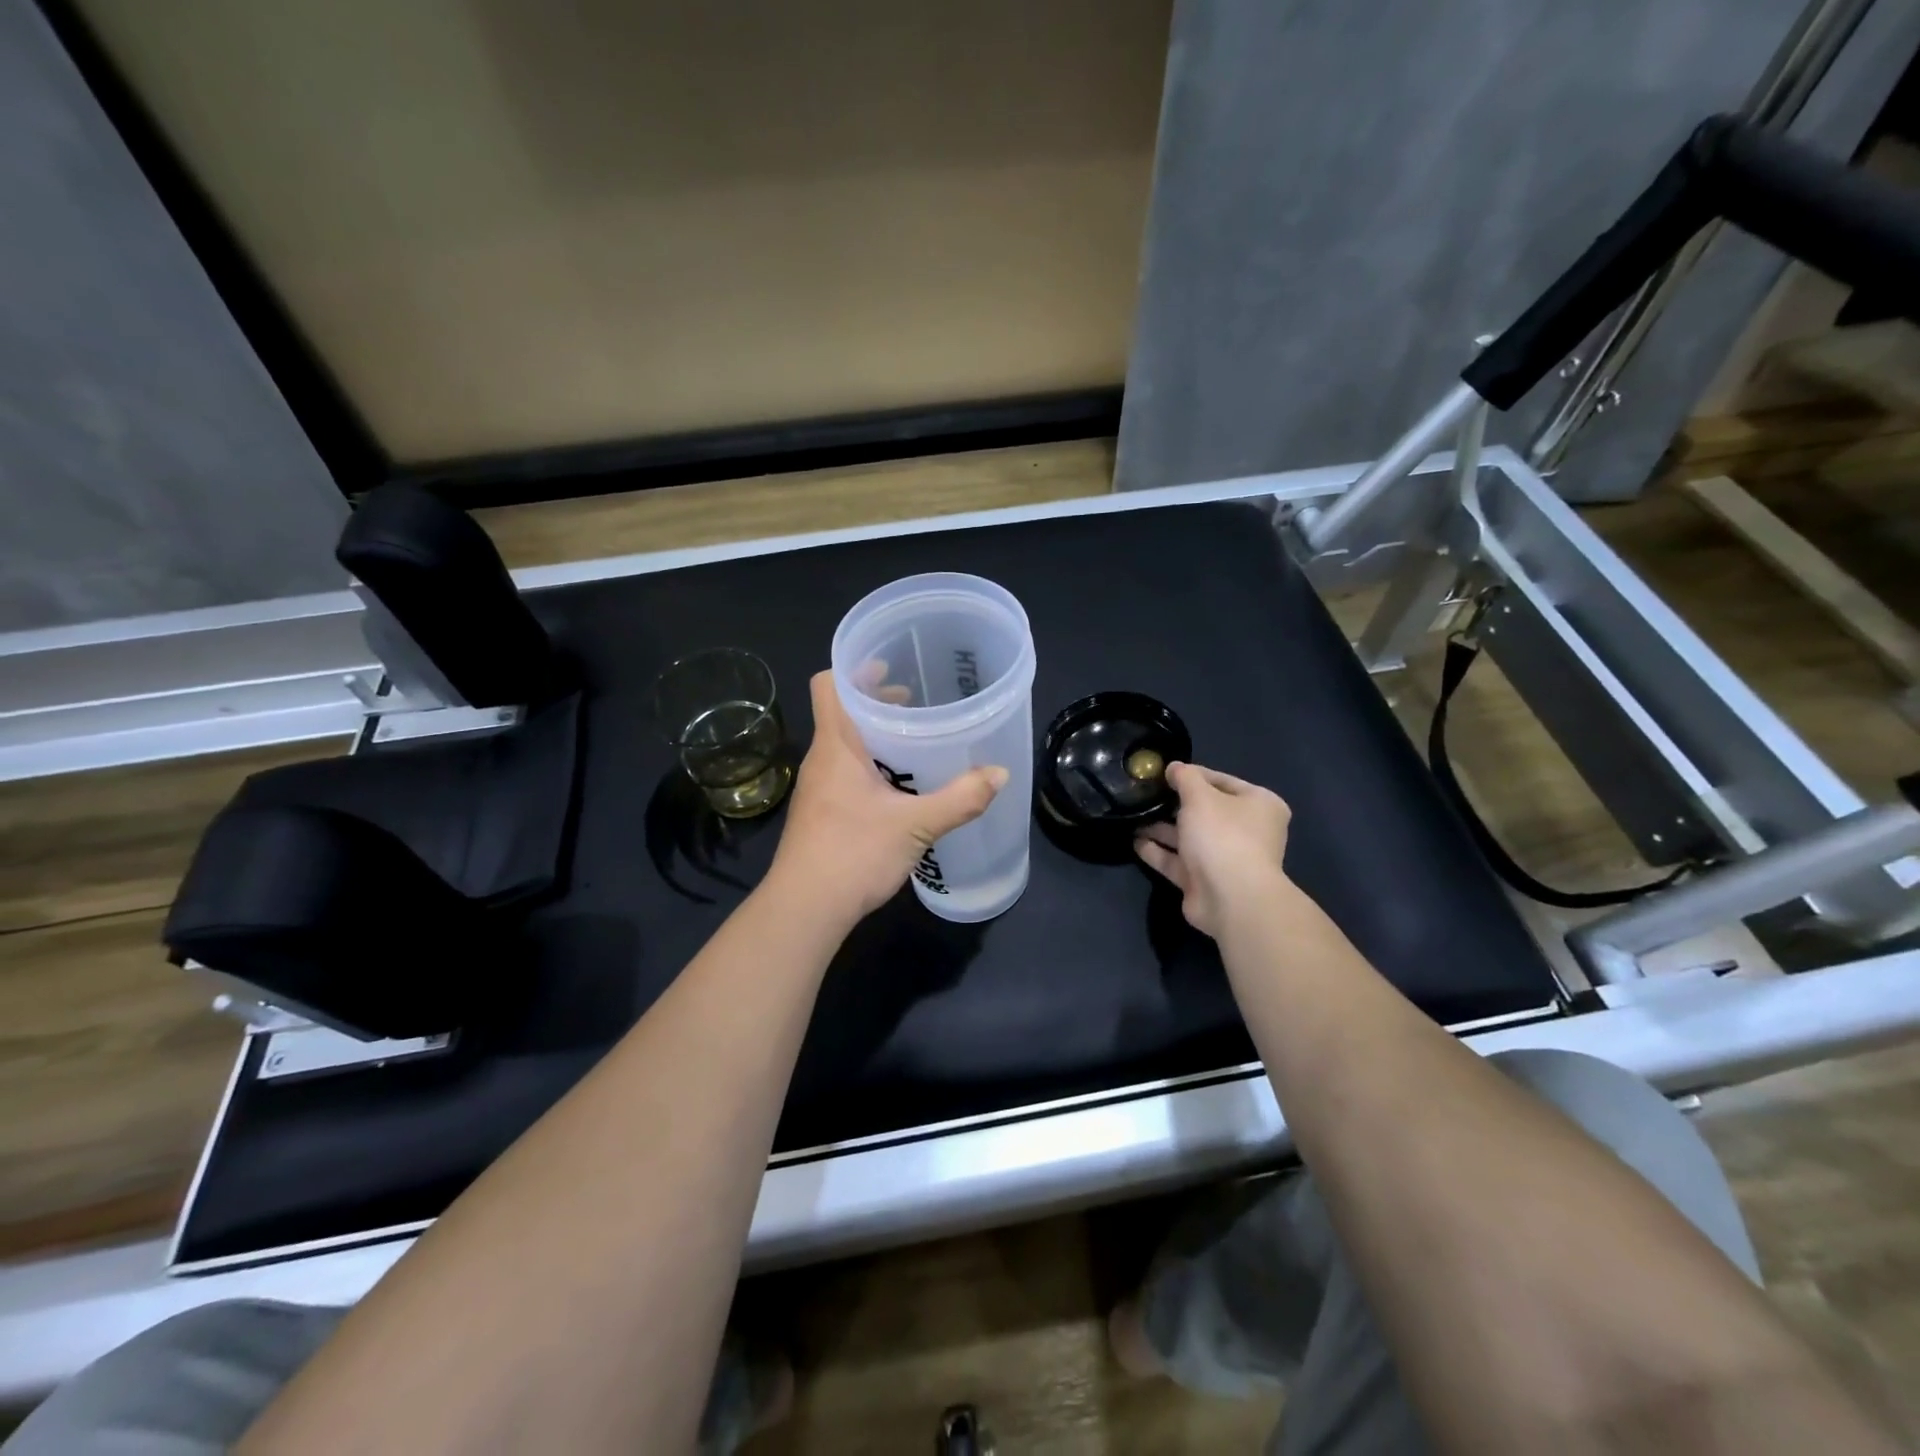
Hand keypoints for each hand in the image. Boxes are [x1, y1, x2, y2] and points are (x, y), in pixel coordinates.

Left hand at [769, 671, 1007, 921]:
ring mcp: (818, 787)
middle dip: (876, 700)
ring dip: (875, 734)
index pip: (828, 685)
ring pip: (845, 744)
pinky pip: (846, 771)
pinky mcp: (822, 812)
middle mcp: (822, 759)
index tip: (889, 664)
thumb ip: (960, 798)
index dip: (854, 668)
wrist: (805, 909)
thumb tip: (1000, 774)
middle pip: (841, 711)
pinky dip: (871, 763)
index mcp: (836, 746)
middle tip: (915, 699)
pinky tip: (900, 785)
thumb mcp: (916, 825)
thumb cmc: (853, 854)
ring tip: (914, 739)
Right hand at [1135, 763, 1291, 938]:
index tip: (1164, 773)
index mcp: (1259, 805)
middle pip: (1205, 811)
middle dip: (1174, 804)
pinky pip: (1178, 861)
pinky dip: (1158, 851)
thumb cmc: (1223, 836)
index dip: (1193, 775)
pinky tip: (1135, 841)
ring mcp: (1225, 859)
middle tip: (1145, 794)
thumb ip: (1185, 778)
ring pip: (1189, 837)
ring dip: (1162, 828)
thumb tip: (1174, 768)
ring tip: (1133, 816)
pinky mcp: (1204, 882)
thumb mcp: (1201, 796)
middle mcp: (1246, 831)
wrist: (1230, 898)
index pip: (1222, 781)